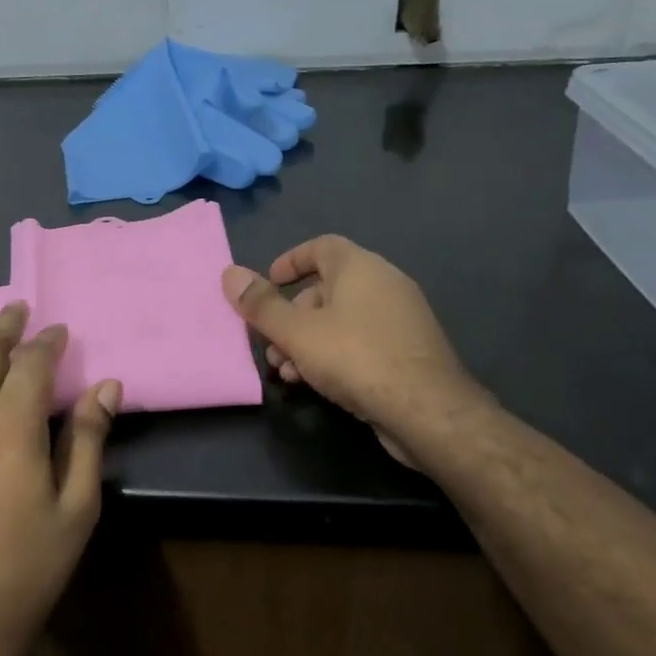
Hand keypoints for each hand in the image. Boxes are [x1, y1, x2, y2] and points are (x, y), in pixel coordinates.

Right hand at [222, 236, 490, 465]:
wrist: (425, 409)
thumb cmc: (355, 357)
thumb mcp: (297, 332)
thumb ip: (261, 304)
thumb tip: (230, 273)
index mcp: (360, 267)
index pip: (321, 246)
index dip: (290, 261)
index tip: (267, 282)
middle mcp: (384, 284)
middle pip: (326, 288)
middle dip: (290, 315)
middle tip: (269, 343)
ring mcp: (400, 318)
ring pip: (341, 320)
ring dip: (307, 341)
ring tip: (285, 371)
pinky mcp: (408, 350)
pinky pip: (360, 341)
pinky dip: (333, 354)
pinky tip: (315, 384)